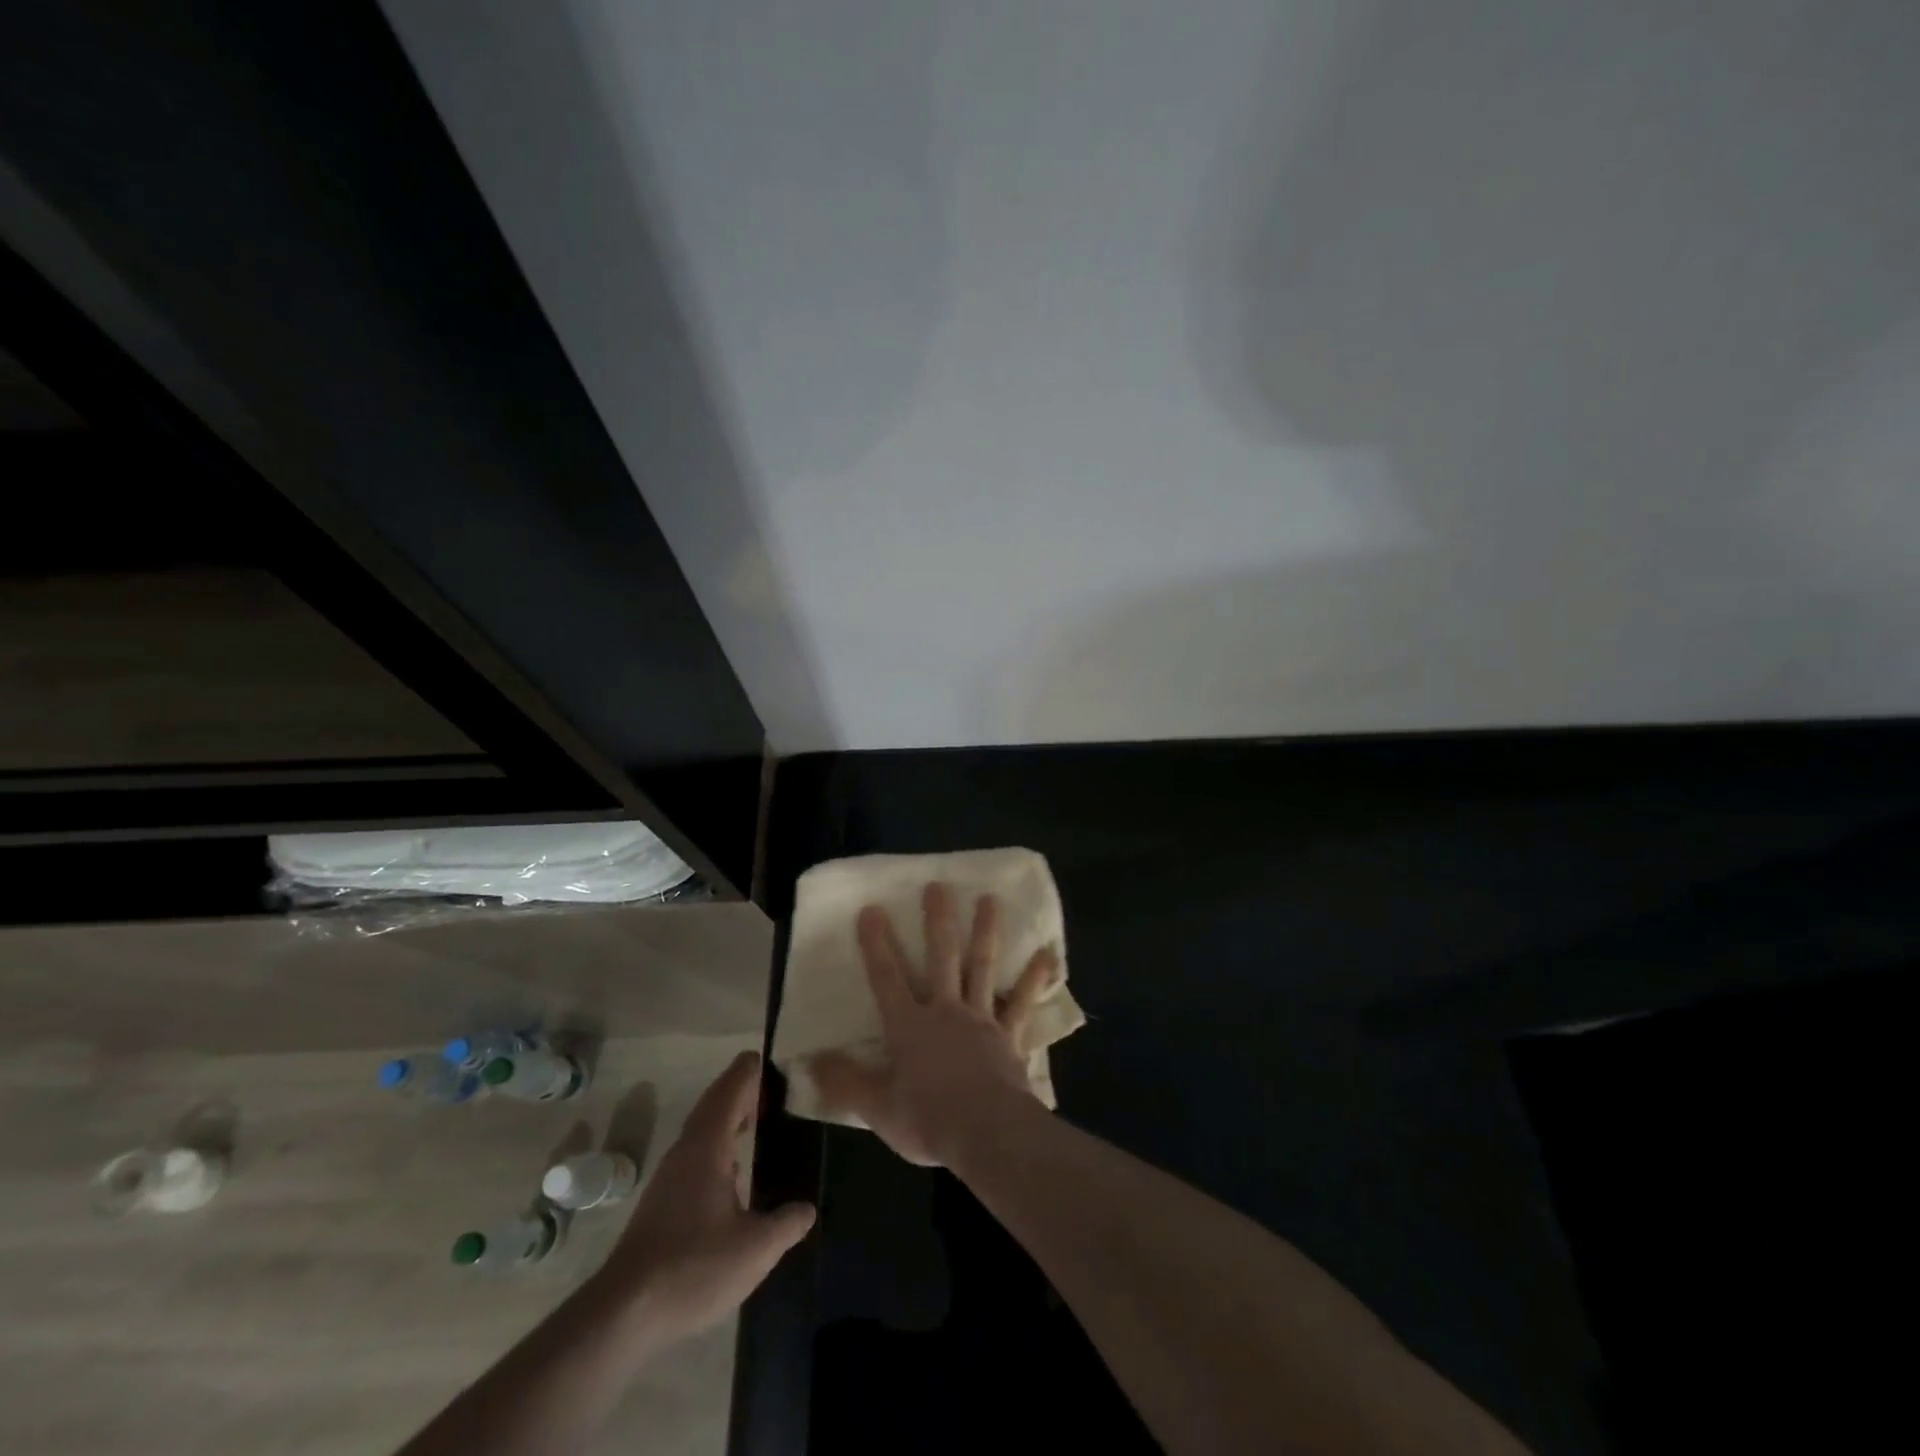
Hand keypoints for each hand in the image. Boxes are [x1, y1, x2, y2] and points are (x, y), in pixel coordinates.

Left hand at [597, 1051, 813, 1342]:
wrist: (623, 1314)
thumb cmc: (693, 1268)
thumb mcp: (755, 1249)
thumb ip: (786, 1224)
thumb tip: (807, 1209)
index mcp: (707, 1148)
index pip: (730, 1092)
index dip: (748, 1073)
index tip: (767, 1058)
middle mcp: (686, 1152)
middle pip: (713, 1106)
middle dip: (739, 1091)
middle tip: (771, 1086)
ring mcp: (670, 1177)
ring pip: (702, 1130)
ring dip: (727, 1117)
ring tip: (756, 1119)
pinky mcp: (662, 1202)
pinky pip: (696, 1153)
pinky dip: (718, 1144)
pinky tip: (733, 1171)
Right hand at [812, 882, 1058, 1167]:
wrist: (987, 1133)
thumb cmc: (928, 1120)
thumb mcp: (877, 1108)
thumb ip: (845, 1081)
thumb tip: (810, 1060)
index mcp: (909, 1026)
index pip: (887, 978)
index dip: (876, 944)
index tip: (872, 909)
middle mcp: (945, 1011)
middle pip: (941, 957)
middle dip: (937, 921)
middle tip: (939, 885)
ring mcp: (981, 1019)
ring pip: (982, 967)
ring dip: (986, 931)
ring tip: (990, 898)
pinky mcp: (1009, 1035)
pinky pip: (1023, 1003)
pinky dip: (1035, 979)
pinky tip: (1049, 955)